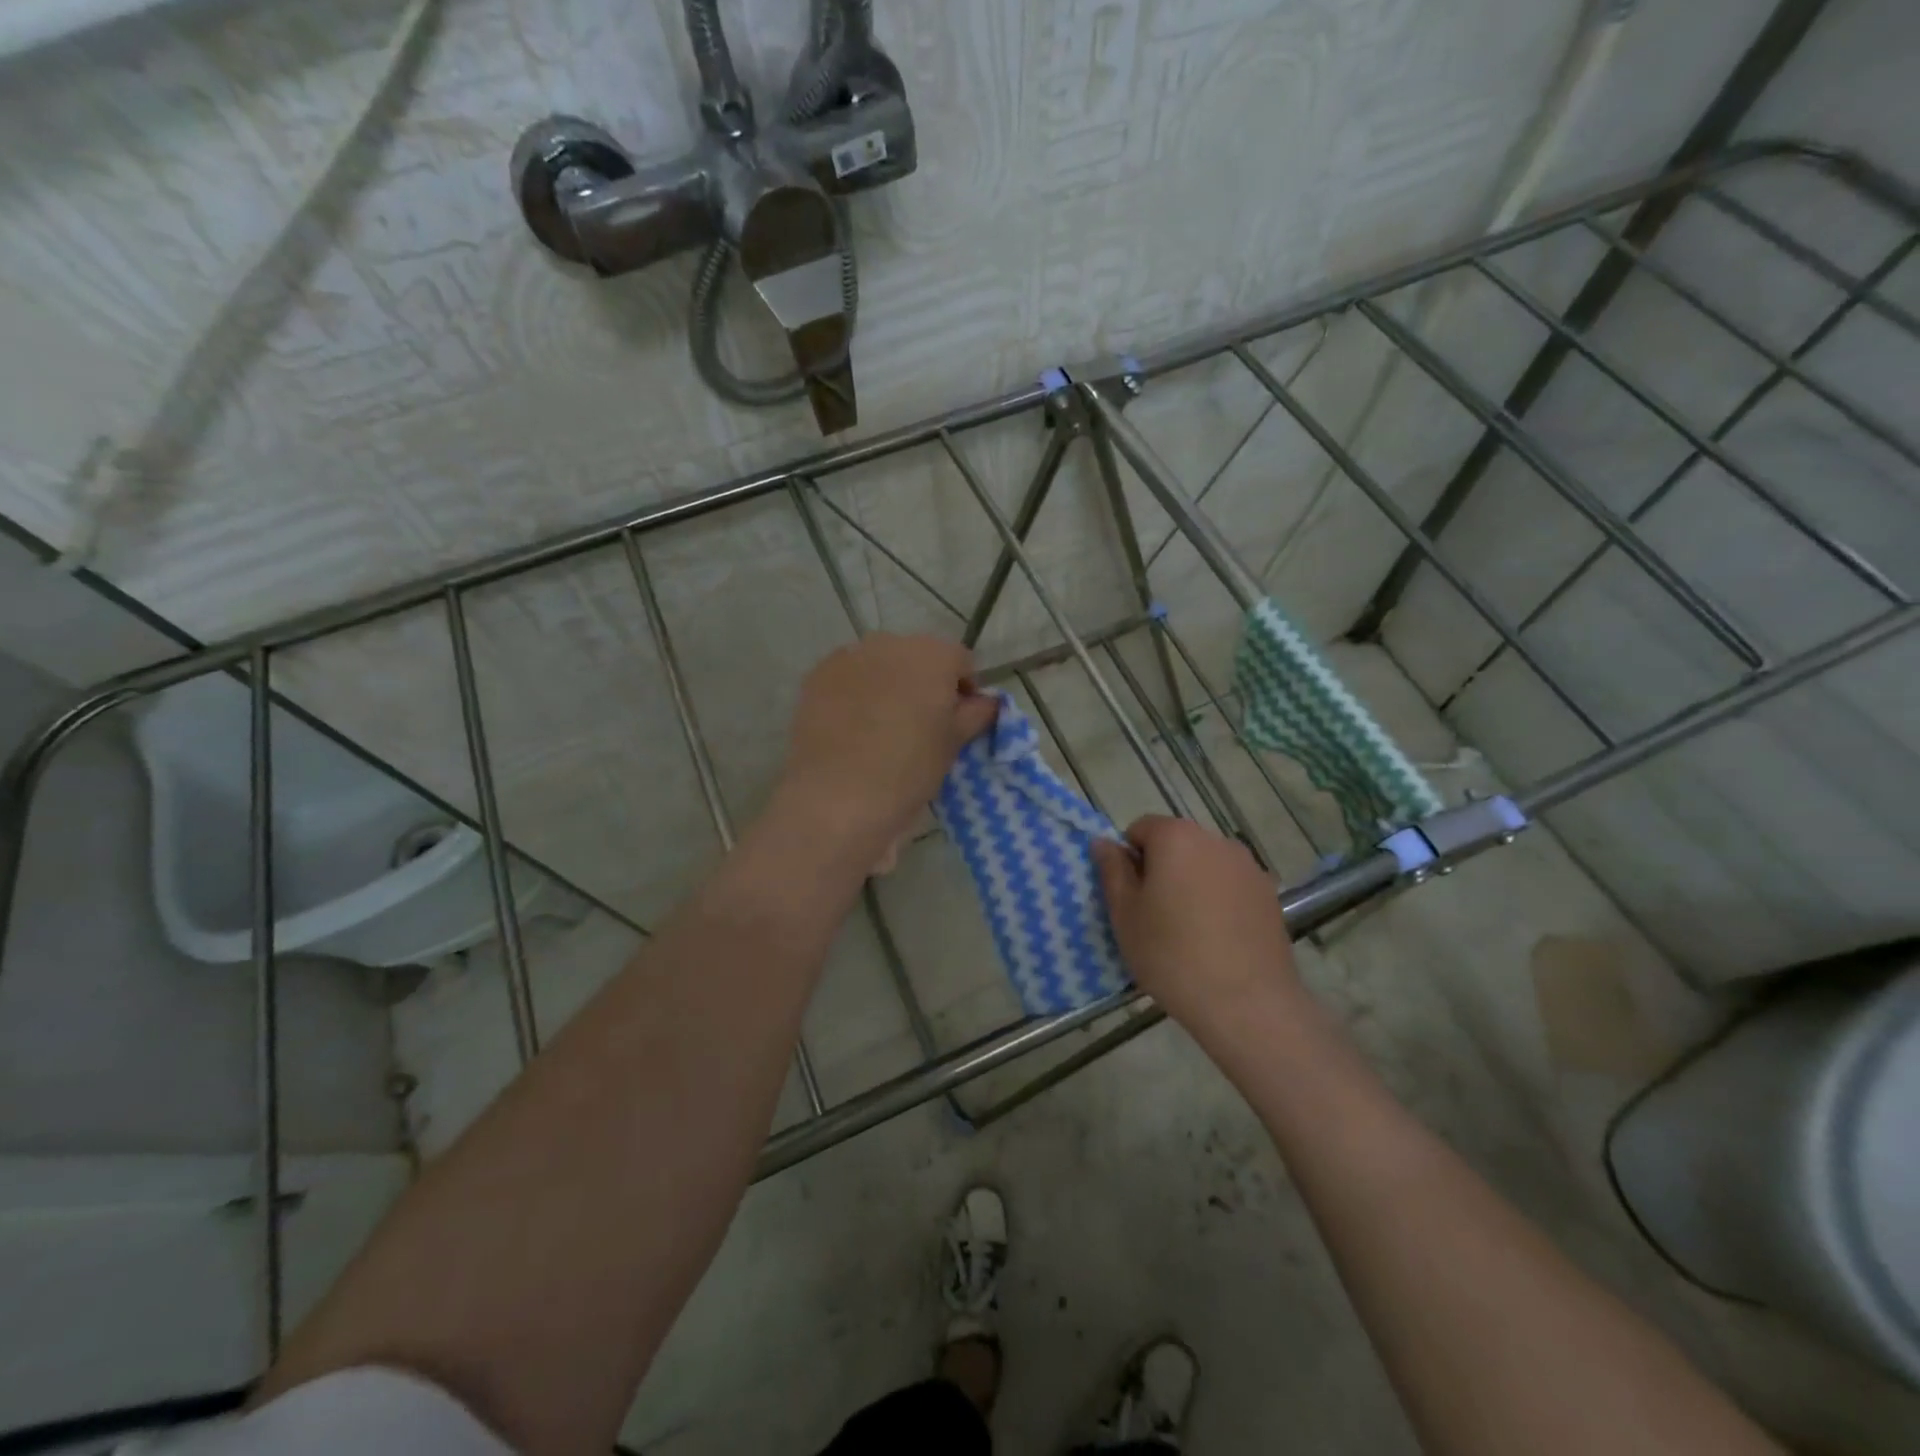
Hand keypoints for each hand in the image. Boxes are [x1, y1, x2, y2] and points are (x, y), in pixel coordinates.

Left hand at [779, 634, 998, 853]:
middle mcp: (890, 643)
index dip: (964, 689)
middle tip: (922, 724)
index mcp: (932, 655)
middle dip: (924, 683)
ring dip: (888, 685)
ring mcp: (849, 656)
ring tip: (883, 726)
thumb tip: (985, 702)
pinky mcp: (817, 676)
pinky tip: (852, 726)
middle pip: (918, 657)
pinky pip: (848, 677)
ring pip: (880, 664)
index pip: (961, 661)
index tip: (959, 720)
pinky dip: (855, 693)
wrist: (836, 797)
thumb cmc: (908, 770)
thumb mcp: (953, 745)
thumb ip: (975, 714)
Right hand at [1092, 816, 1300, 1034]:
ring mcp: (1247, 866)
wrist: (1246, 1003)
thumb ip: (1112, 870)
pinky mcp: (1269, 894)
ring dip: (1191, 883)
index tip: (1131, 898)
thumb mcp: (1125, 914)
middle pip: (1175, 844)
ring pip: (1204, 865)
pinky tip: (1218, 939)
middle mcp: (1215, 840)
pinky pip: (1230, 885)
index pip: (1140, 829)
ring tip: (1189, 931)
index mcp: (1175, 837)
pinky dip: (1218, 900)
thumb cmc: (1172, 955)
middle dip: (1161, 870)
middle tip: (1154, 916)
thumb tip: (1103, 842)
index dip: (1129, 860)